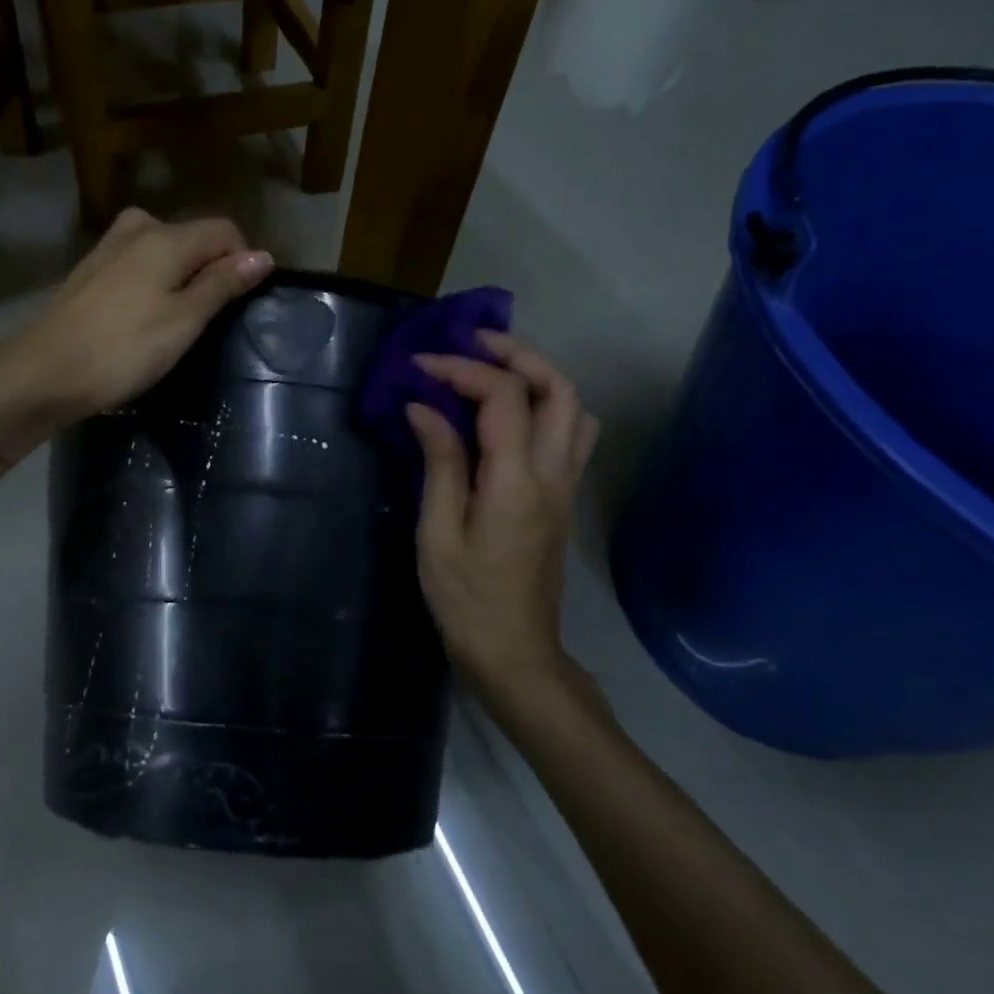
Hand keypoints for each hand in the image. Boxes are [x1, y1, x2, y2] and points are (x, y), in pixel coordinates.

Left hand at [0, 209, 272, 428]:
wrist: (43, 373)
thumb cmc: (123, 350)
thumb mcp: (183, 321)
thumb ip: (222, 284)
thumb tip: (263, 256)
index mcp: (166, 236)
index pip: (225, 231)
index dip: (242, 262)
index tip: (239, 305)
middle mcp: (138, 228)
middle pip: (194, 238)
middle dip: (210, 271)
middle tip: (207, 322)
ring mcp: (109, 246)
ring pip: (165, 251)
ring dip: (180, 280)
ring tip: (176, 324)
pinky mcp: (91, 269)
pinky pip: (139, 264)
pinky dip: (152, 285)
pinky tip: (142, 320)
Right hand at [406, 333, 602, 713]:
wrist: (514, 651)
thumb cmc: (465, 597)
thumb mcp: (438, 532)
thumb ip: (439, 462)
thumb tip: (424, 407)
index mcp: (517, 481)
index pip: (503, 397)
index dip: (461, 369)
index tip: (419, 365)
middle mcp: (553, 474)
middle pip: (558, 388)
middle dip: (516, 353)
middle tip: (471, 342)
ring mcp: (566, 485)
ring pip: (574, 408)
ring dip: (538, 375)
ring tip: (492, 369)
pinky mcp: (564, 498)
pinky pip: (571, 432)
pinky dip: (546, 404)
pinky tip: (510, 414)